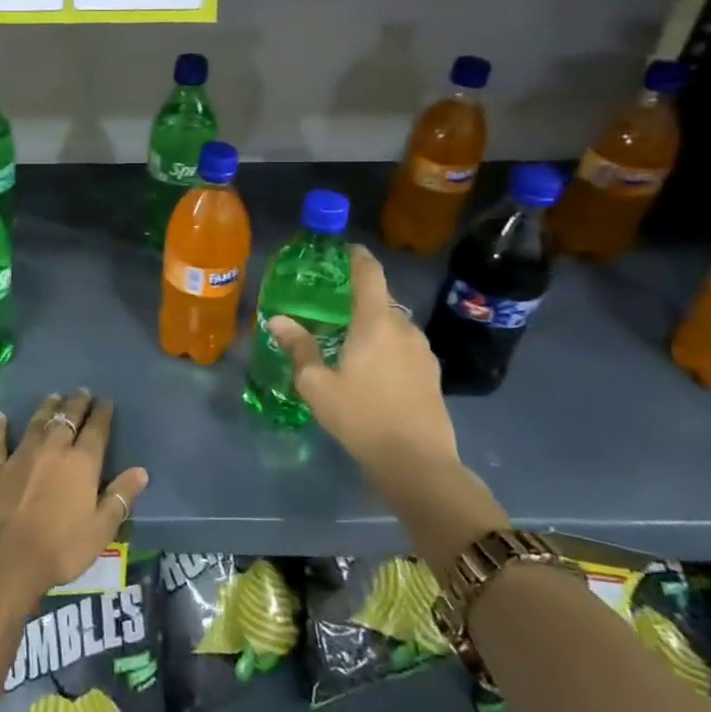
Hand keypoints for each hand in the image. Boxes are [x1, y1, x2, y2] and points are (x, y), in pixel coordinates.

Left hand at [0, 390, 147, 600]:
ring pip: (37, 423)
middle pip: (67, 419)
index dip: (102, 414)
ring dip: (47, 408)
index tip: (106, 402)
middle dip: (76, 404)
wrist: (7, 557)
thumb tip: (141, 471)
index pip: (96, 430)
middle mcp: (53, 449)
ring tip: (53, 396)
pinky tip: (0, 416)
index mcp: (82, 463)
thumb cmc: (61, 547)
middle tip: (81, 392)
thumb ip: (120, 496)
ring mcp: (22, 455)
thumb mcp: (101, 529)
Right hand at [268, 246, 458, 479]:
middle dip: (359, 297)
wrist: (417, 463)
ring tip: (350, 339)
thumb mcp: (317, 385)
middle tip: (333, 305)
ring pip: (395, 325)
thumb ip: (299, 348)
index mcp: (376, 322)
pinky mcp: (432, 375)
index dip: (357, 257)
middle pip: (382, 300)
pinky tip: (372, 368)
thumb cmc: (361, 416)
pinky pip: (404, 347)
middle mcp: (404, 328)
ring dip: (374, 325)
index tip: (345, 249)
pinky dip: (387, 346)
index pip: (369, 274)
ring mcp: (423, 352)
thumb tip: (277, 320)